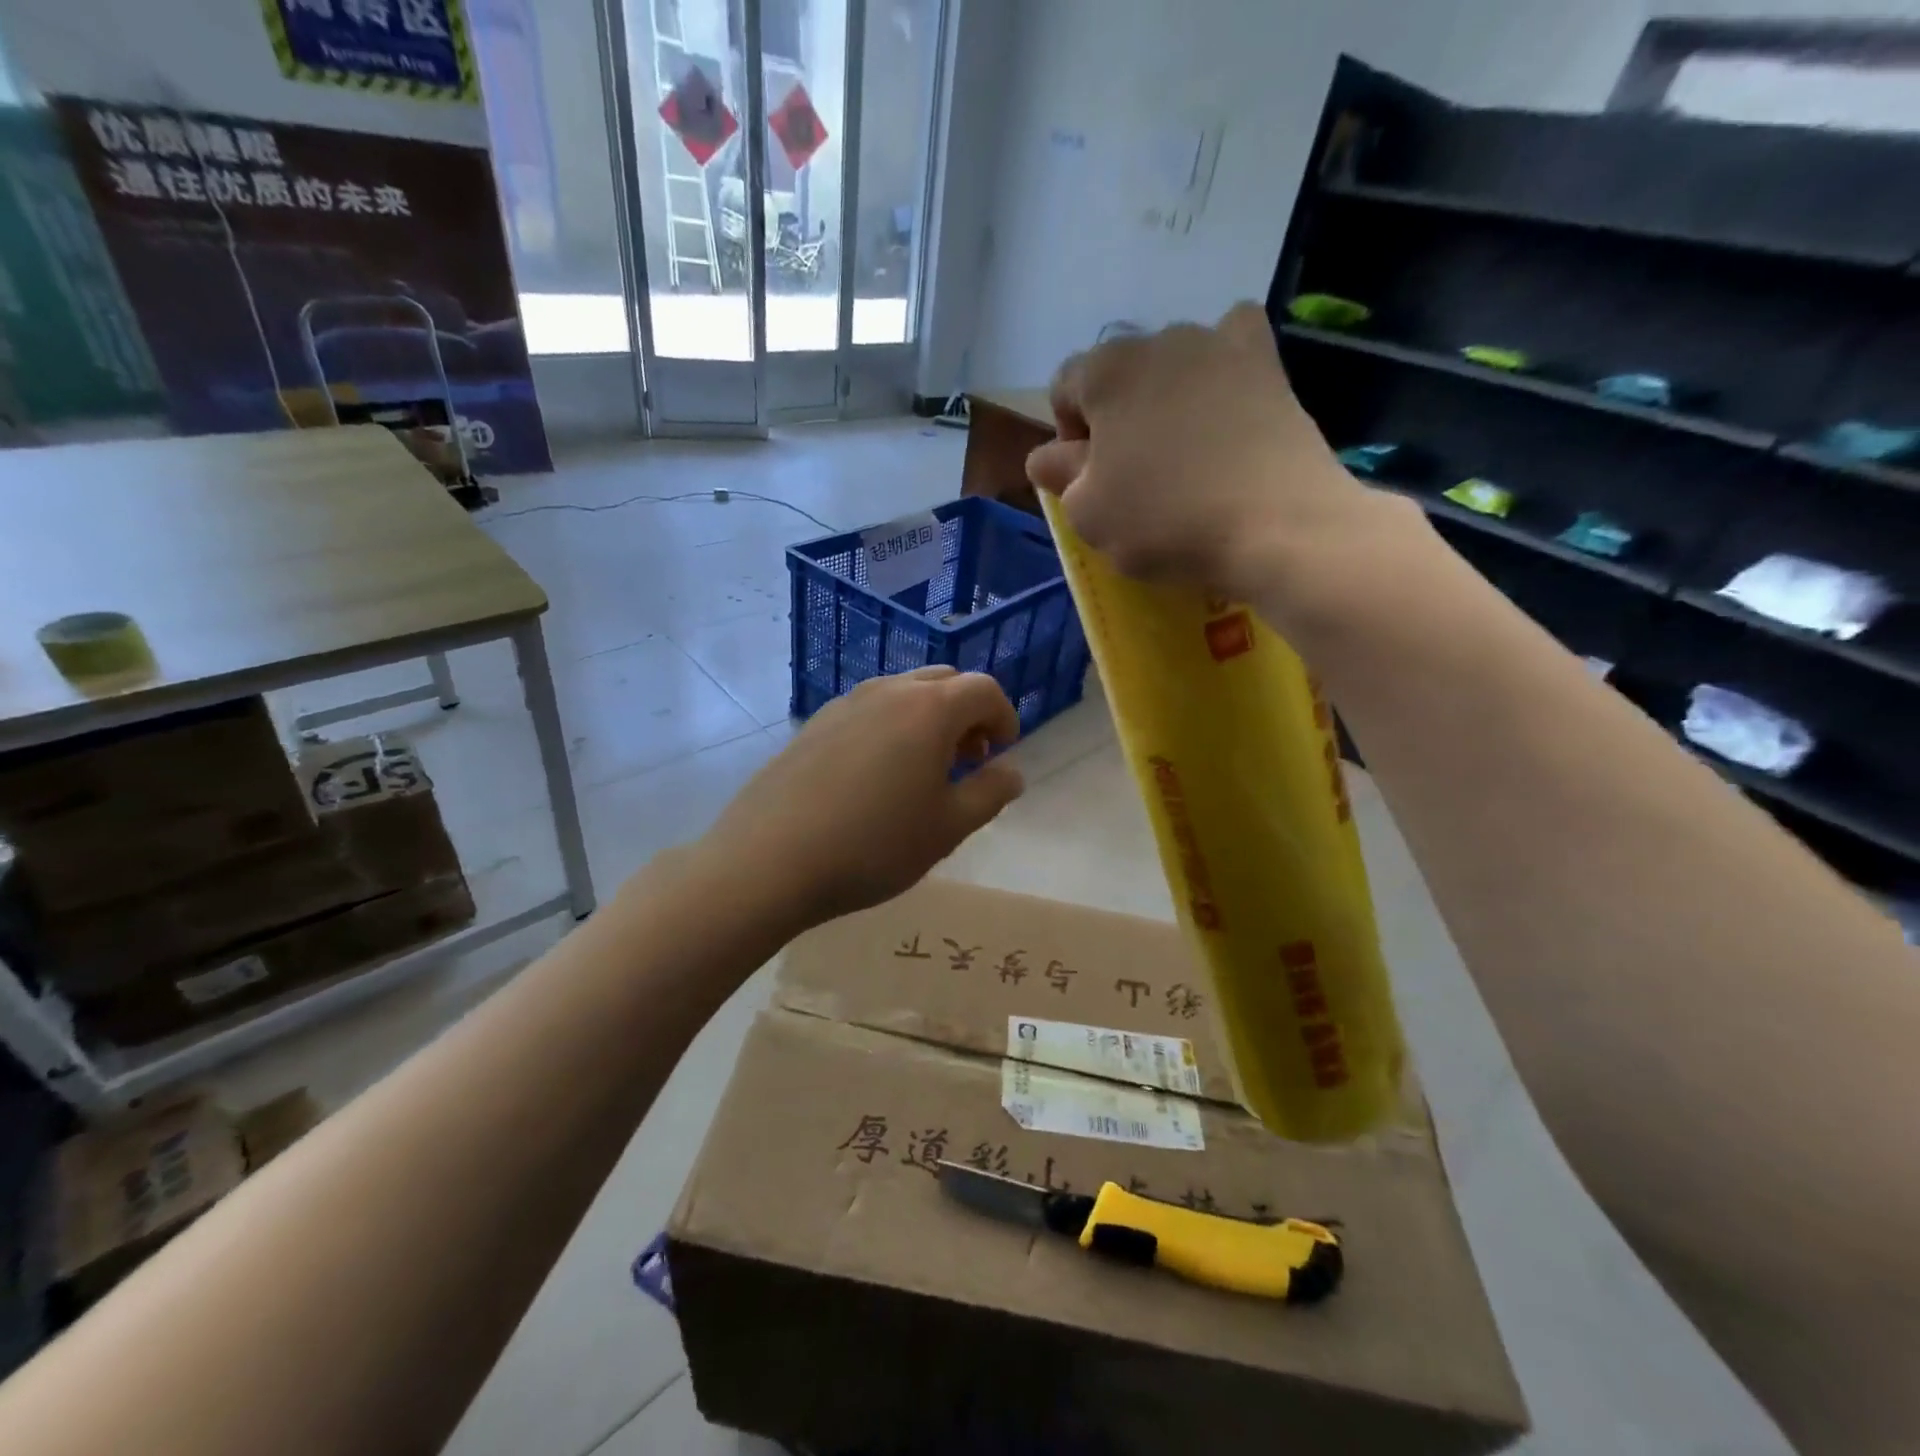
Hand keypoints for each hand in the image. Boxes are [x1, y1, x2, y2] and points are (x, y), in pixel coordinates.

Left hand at [699, 667, 1024, 930]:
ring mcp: (845, 703)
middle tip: (967, 760)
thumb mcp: (948, 828)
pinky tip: (875, 776)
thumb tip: (1012, 771)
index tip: (1001, 753)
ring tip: (922, 770)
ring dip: (927, 718)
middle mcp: (888, 691)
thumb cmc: (874, 845)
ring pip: (903, 692)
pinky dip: (890, 727)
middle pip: (944, 681)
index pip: (984, 690)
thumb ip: (990, 793)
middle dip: (967, 713)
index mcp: (930, 709)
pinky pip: (867, 710)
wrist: (770, 860)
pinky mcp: (814, 724)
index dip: (1004, 716)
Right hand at [1025, 302, 1401, 612]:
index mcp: (1105, 370)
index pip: (1064, 388)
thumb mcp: (1087, 512)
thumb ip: (1058, 475)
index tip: (1088, 480)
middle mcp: (1160, 338)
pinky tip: (1226, 404)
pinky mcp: (1270, 364)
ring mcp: (1221, 344)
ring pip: (1173, 367)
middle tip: (1133, 475)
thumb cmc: (1164, 520)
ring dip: (1165, 400)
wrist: (1275, 526)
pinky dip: (1222, 371)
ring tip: (1184, 453)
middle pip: (1119, 376)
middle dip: (1116, 418)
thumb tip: (1048, 455)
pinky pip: (1233, 350)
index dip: (1067, 436)